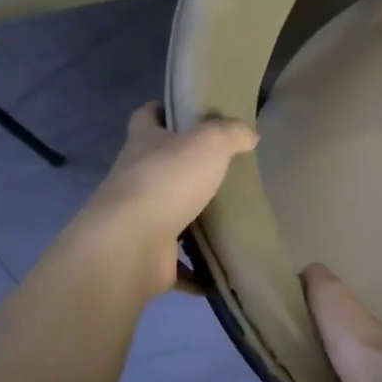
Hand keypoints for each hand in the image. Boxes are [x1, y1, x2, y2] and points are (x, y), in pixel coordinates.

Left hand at [75, 103, 257, 296]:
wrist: (132, 245)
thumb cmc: (167, 182)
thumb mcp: (208, 144)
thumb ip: (230, 134)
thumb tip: (249, 134)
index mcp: (143, 144)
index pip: (145, 117)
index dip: (161, 111)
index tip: (183, 114)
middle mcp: (134, 179)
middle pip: (156, 166)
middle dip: (182, 168)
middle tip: (221, 170)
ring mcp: (138, 220)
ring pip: (167, 214)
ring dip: (190, 219)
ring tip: (226, 219)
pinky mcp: (148, 257)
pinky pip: (177, 263)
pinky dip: (196, 270)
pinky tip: (220, 269)